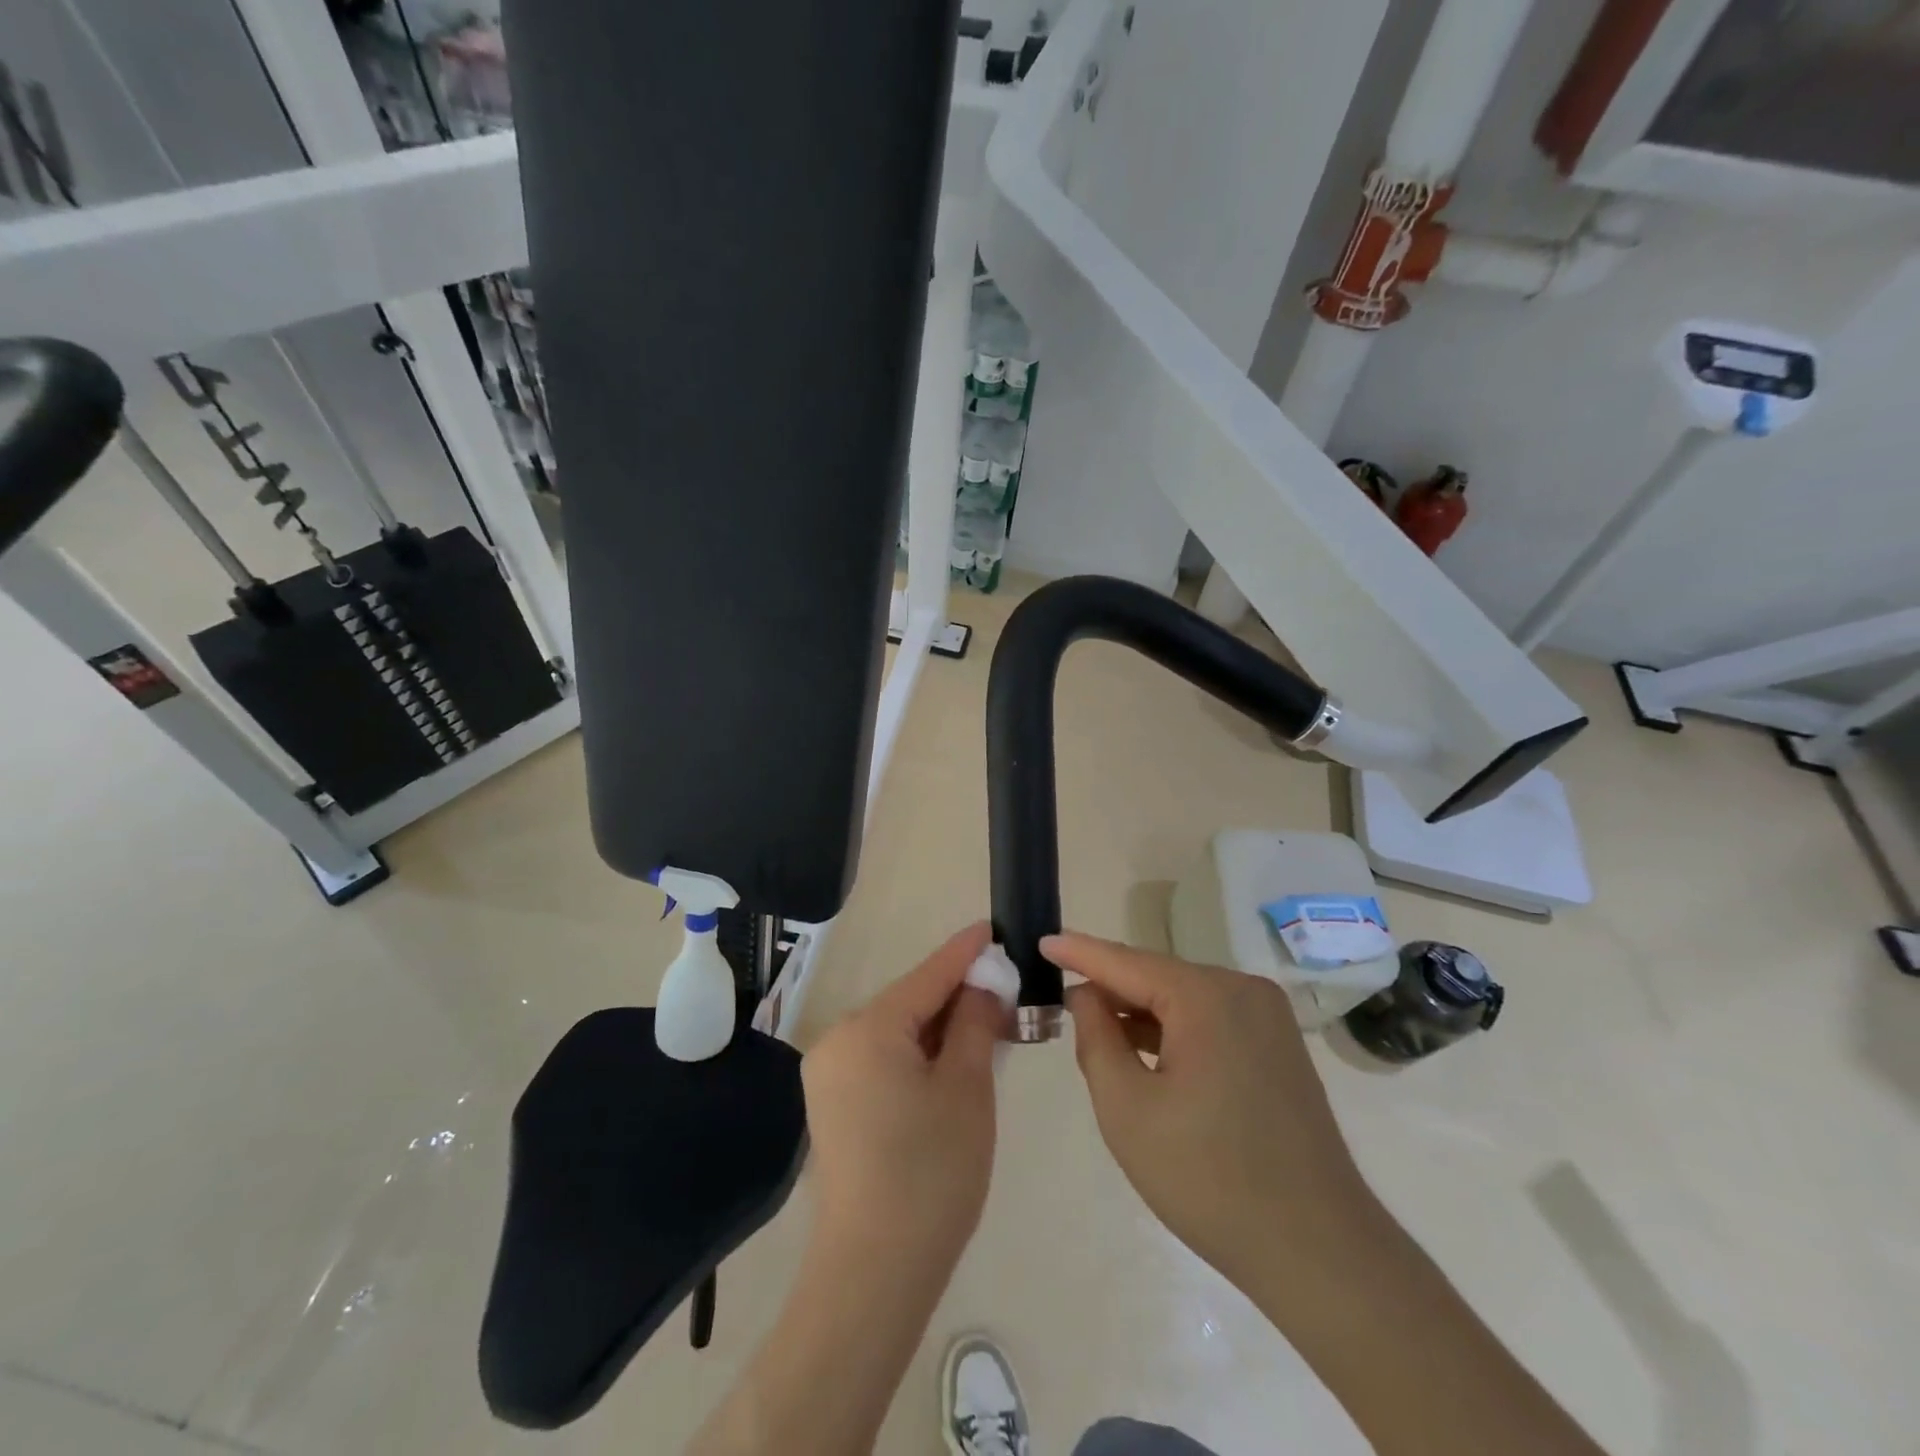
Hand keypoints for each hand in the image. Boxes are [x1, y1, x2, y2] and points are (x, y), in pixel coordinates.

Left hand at [802, 922, 1005, 1273]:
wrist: (873, 1273)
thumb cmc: (931, 1173)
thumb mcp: (967, 1089)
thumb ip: (975, 1023)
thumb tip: (983, 985)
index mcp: (868, 1028)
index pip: (927, 975)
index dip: (965, 952)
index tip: (992, 927)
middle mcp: (838, 1039)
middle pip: (909, 1002)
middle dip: (956, 995)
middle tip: (1005, 994)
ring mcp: (829, 1073)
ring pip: (896, 1031)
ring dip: (939, 1027)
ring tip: (986, 1027)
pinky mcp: (831, 1103)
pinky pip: (882, 1058)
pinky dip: (917, 1054)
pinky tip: (950, 1064)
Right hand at [1048, 932, 1377, 1291]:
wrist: (1319, 1251)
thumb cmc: (1209, 1179)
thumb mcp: (1127, 1109)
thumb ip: (1096, 1038)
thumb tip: (1087, 995)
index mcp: (1207, 996)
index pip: (1126, 961)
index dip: (1079, 952)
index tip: (1042, 940)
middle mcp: (1243, 989)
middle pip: (1157, 977)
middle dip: (1110, 993)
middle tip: (1063, 1013)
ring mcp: (1268, 1017)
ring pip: (1183, 1000)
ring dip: (1141, 1016)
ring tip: (1099, 1039)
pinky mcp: (1279, 1045)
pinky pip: (1211, 1020)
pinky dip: (1174, 1032)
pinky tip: (1148, 1057)